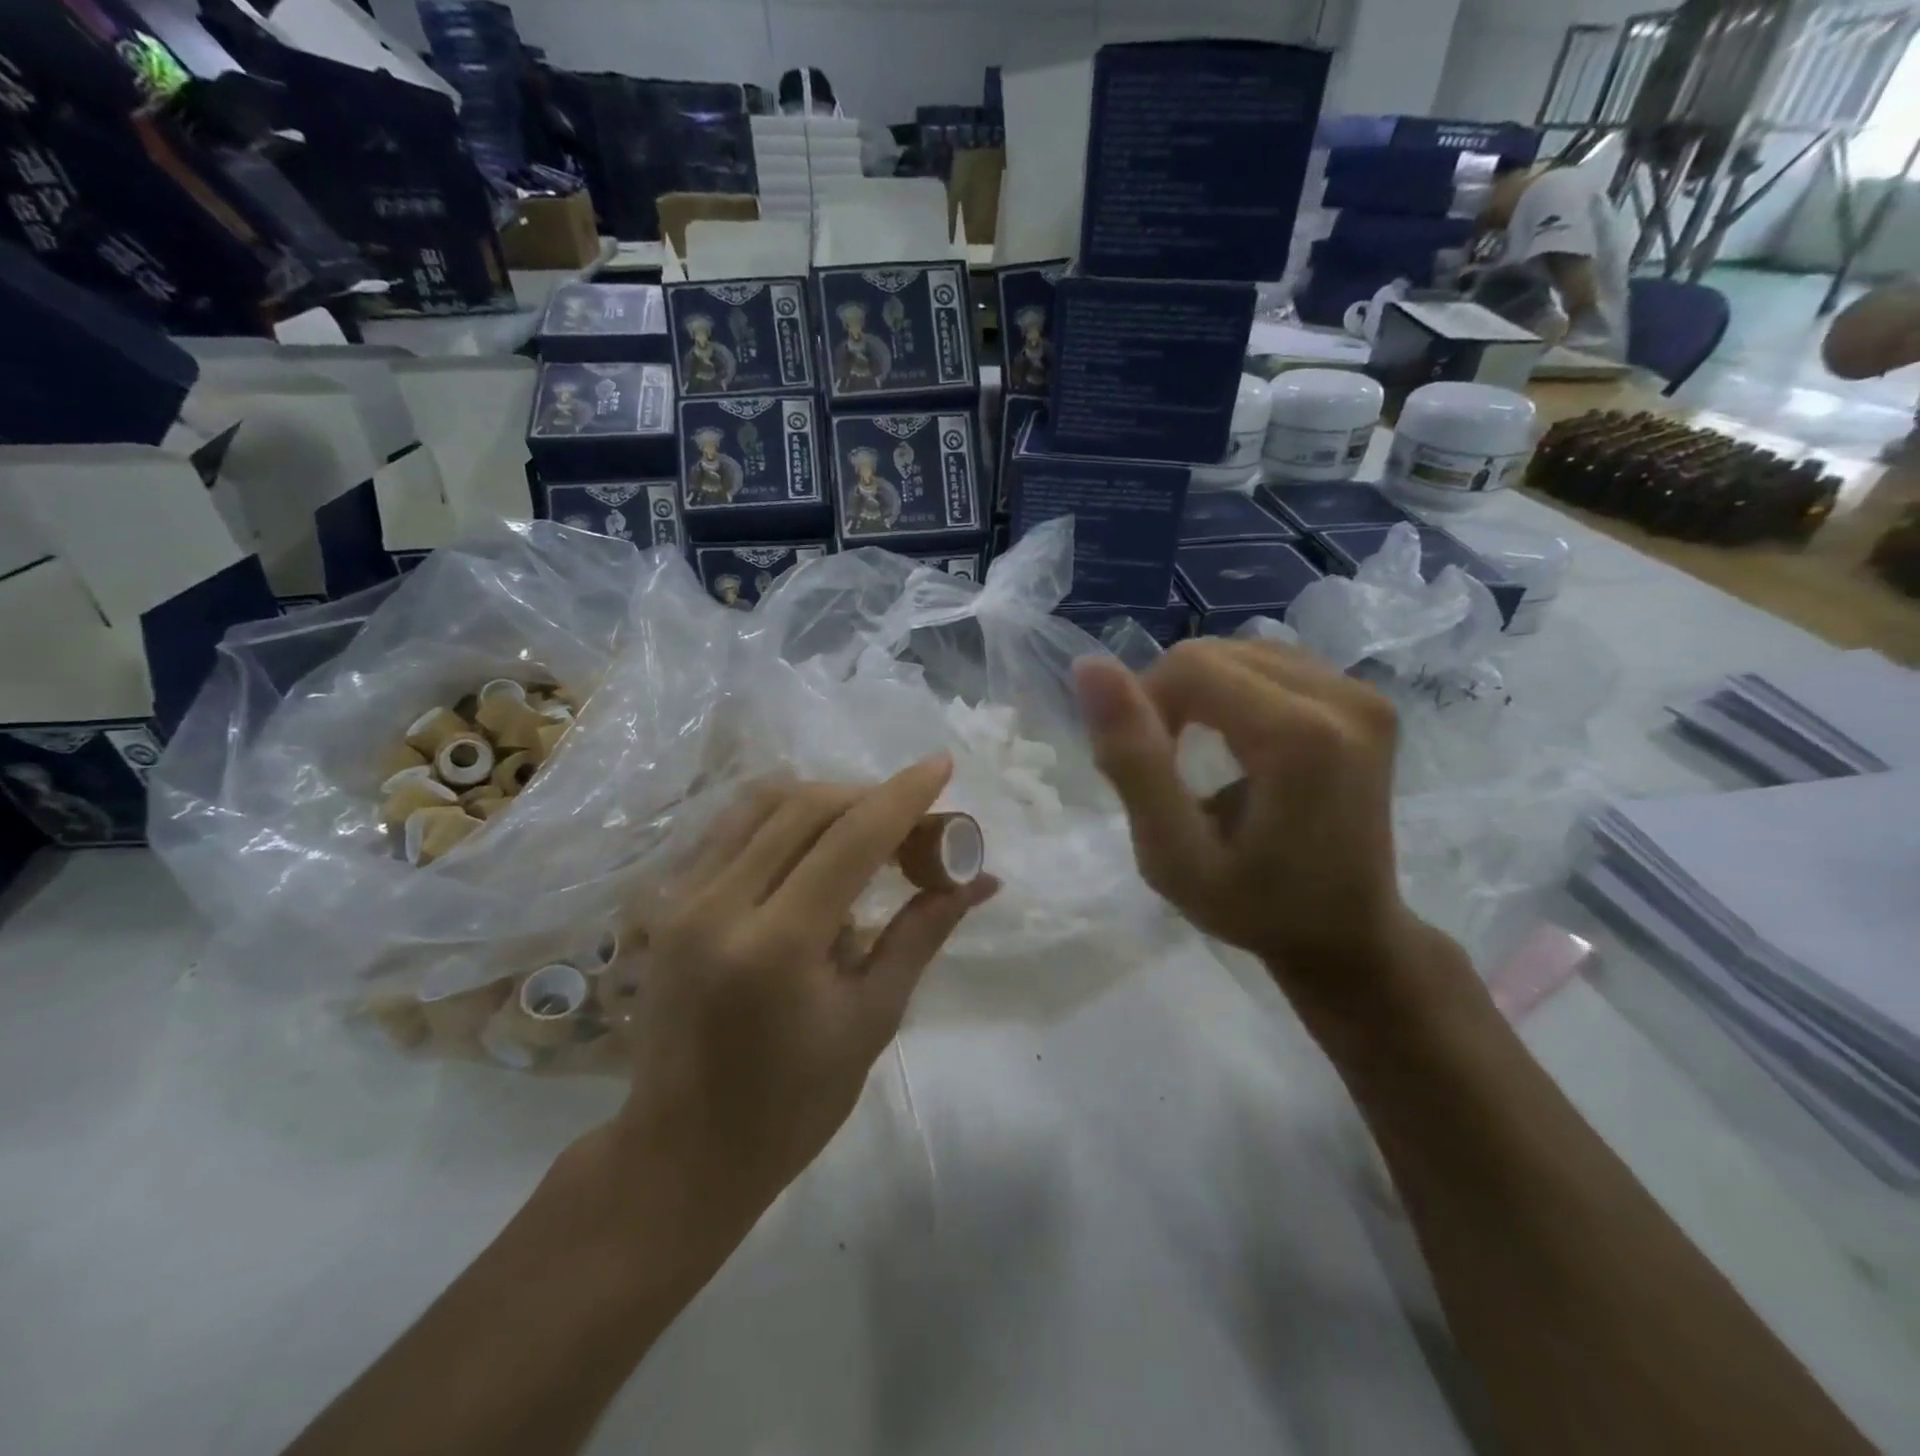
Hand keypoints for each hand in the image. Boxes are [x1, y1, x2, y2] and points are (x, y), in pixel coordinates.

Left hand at [612, 758, 997, 1210]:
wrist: (682, 1152)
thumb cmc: (792, 1104)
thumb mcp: (872, 1019)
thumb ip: (921, 933)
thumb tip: (980, 880)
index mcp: (777, 945)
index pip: (851, 839)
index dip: (903, 796)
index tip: (942, 765)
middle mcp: (719, 904)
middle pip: (805, 807)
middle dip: (869, 797)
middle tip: (913, 819)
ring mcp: (681, 897)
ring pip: (762, 804)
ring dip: (824, 799)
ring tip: (867, 825)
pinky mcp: (666, 901)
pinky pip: (732, 828)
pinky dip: (782, 817)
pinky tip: (812, 842)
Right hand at [1074, 640, 1433, 1019]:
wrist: (1349, 935)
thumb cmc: (1255, 909)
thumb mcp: (1172, 854)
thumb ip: (1132, 760)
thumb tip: (1089, 666)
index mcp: (1299, 736)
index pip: (1189, 667)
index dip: (1144, 704)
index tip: (1143, 766)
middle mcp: (1342, 697)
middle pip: (1214, 653)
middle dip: (1170, 699)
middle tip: (1166, 768)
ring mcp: (1362, 693)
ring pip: (1240, 651)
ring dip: (1200, 694)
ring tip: (1198, 756)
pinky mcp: (1366, 696)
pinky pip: (1272, 664)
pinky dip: (1235, 693)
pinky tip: (1236, 740)